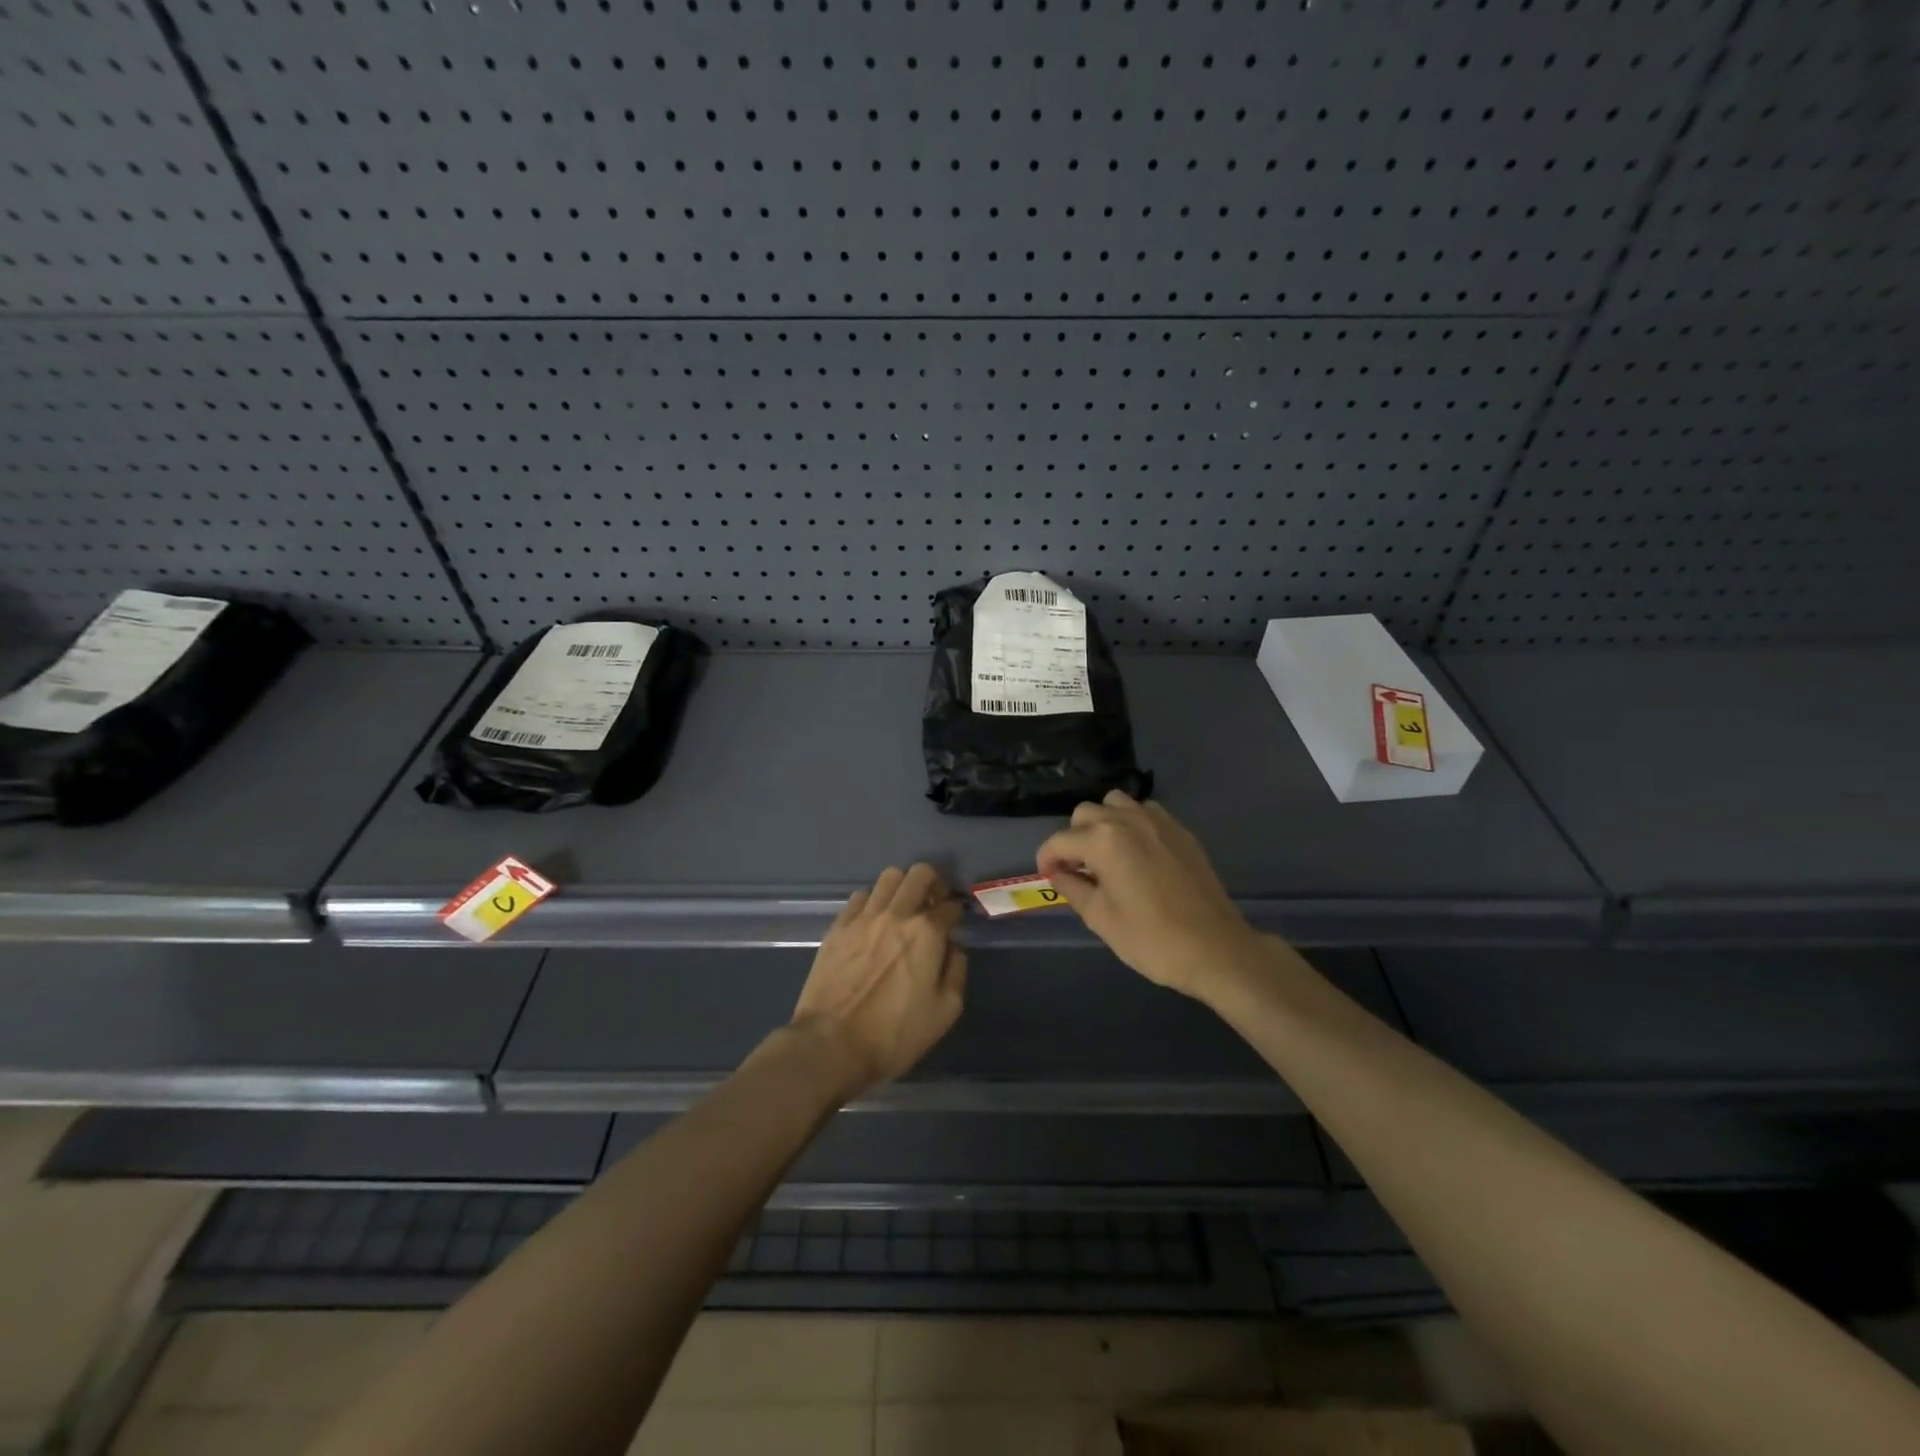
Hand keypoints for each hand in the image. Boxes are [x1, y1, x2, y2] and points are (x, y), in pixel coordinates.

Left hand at [789, 863, 966, 1096]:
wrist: (831, 1044)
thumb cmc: (894, 1034)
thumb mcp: (945, 1012)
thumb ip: (956, 971)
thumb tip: (953, 947)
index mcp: (927, 933)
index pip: (950, 906)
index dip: (957, 913)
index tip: (955, 924)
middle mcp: (897, 914)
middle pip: (920, 874)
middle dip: (933, 883)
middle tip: (932, 904)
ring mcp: (864, 917)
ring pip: (889, 877)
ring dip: (902, 887)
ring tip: (903, 908)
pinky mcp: (838, 926)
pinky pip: (860, 897)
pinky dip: (872, 902)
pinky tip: (873, 921)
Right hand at [1037, 790, 1264, 999]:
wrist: (1216, 949)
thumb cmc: (1151, 939)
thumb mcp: (1101, 918)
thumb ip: (1073, 888)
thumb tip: (1058, 873)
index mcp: (1103, 841)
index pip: (1060, 840)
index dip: (1046, 858)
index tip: (1048, 876)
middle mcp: (1128, 820)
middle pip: (1085, 813)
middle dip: (1073, 838)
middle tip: (1077, 869)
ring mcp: (1158, 821)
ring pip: (1115, 803)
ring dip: (1102, 823)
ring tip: (1106, 855)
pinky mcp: (1180, 831)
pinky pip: (1145, 812)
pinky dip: (1131, 824)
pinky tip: (1136, 853)